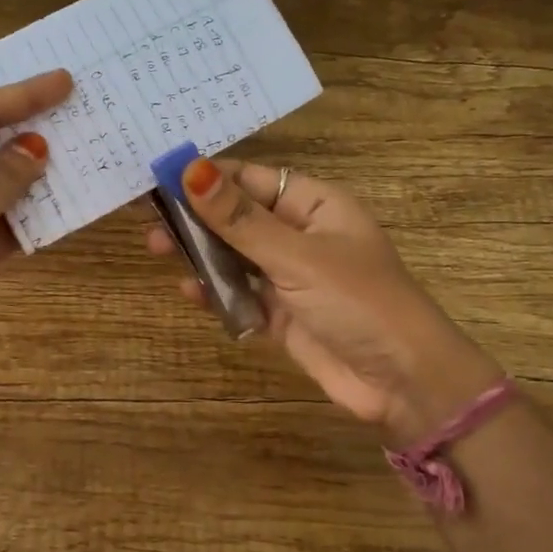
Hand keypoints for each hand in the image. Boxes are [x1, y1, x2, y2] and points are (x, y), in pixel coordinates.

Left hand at [0, 69, 73, 403]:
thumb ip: (0, 178)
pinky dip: (28, 219)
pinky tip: (64, 211)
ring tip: (82, 159)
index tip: (65, 83)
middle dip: (28, 132)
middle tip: (78, 115)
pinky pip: (0, 225)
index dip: (19, 96)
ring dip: (33, 178)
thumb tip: (34, 148)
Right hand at [147, 157, 503, 446]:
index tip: (162, 176)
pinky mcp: (282, 317)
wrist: (402, 382)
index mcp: (316, 206)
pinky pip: (241, 297)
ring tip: (156, 249)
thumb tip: (190, 170)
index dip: (210, 177)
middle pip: (240, 218)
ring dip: (201, 255)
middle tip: (150, 218)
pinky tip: (189, 290)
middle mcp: (302, 236)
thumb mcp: (296, 256)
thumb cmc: (357, 302)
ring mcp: (291, 278)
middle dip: (197, 217)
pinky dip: (217, 293)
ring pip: (236, 258)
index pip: (253, 180)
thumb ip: (239, 219)